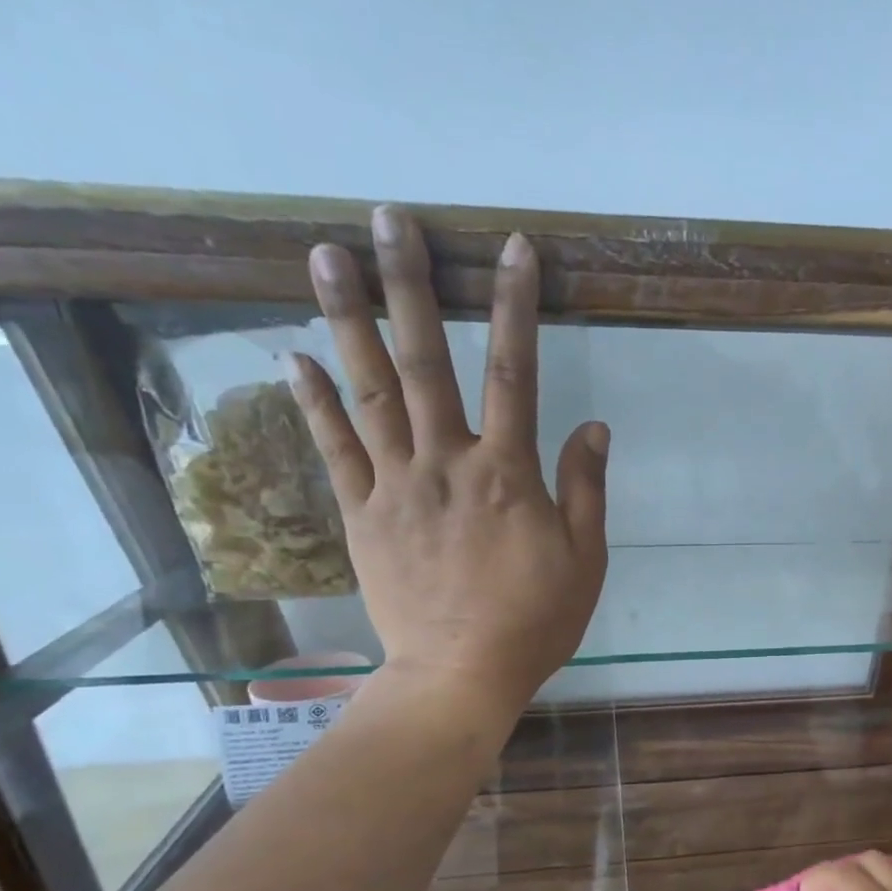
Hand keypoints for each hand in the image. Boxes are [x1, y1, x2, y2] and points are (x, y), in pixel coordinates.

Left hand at [287, 206, 608, 711]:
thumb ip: (586, 489)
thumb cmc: (535, 620)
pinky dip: (315, 402)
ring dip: (349, 321)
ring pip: (370, 392)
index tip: (513, 249)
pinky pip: (335, 449)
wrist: (461, 672)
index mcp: (508, 474)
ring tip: (326, 255)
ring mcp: (397, 486)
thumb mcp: (585, 560)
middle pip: (426, 362)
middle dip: (412, 285)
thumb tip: (595, 426)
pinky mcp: (362, 514)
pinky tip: (296, 357)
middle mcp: (447, 463)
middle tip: (390, 218)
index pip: (514, 373)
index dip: (516, 307)